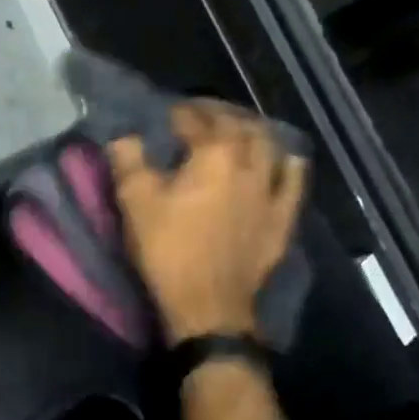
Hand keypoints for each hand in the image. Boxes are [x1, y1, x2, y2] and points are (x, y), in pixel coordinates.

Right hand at [108, 104, 307, 341]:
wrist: (208, 308)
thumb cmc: (169, 249)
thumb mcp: (136, 202)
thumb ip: (128, 160)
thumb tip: (125, 135)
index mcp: (213, 154)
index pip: (197, 119)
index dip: (181, 112)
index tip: (167, 112)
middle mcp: (249, 163)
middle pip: (238, 125)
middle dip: (218, 113)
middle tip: (200, 114)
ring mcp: (271, 191)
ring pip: (270, 146)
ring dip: (253, 130)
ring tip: (237, 129)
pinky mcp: (282, 218)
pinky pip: (293, 182)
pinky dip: (288, 164)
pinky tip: (285, 159)